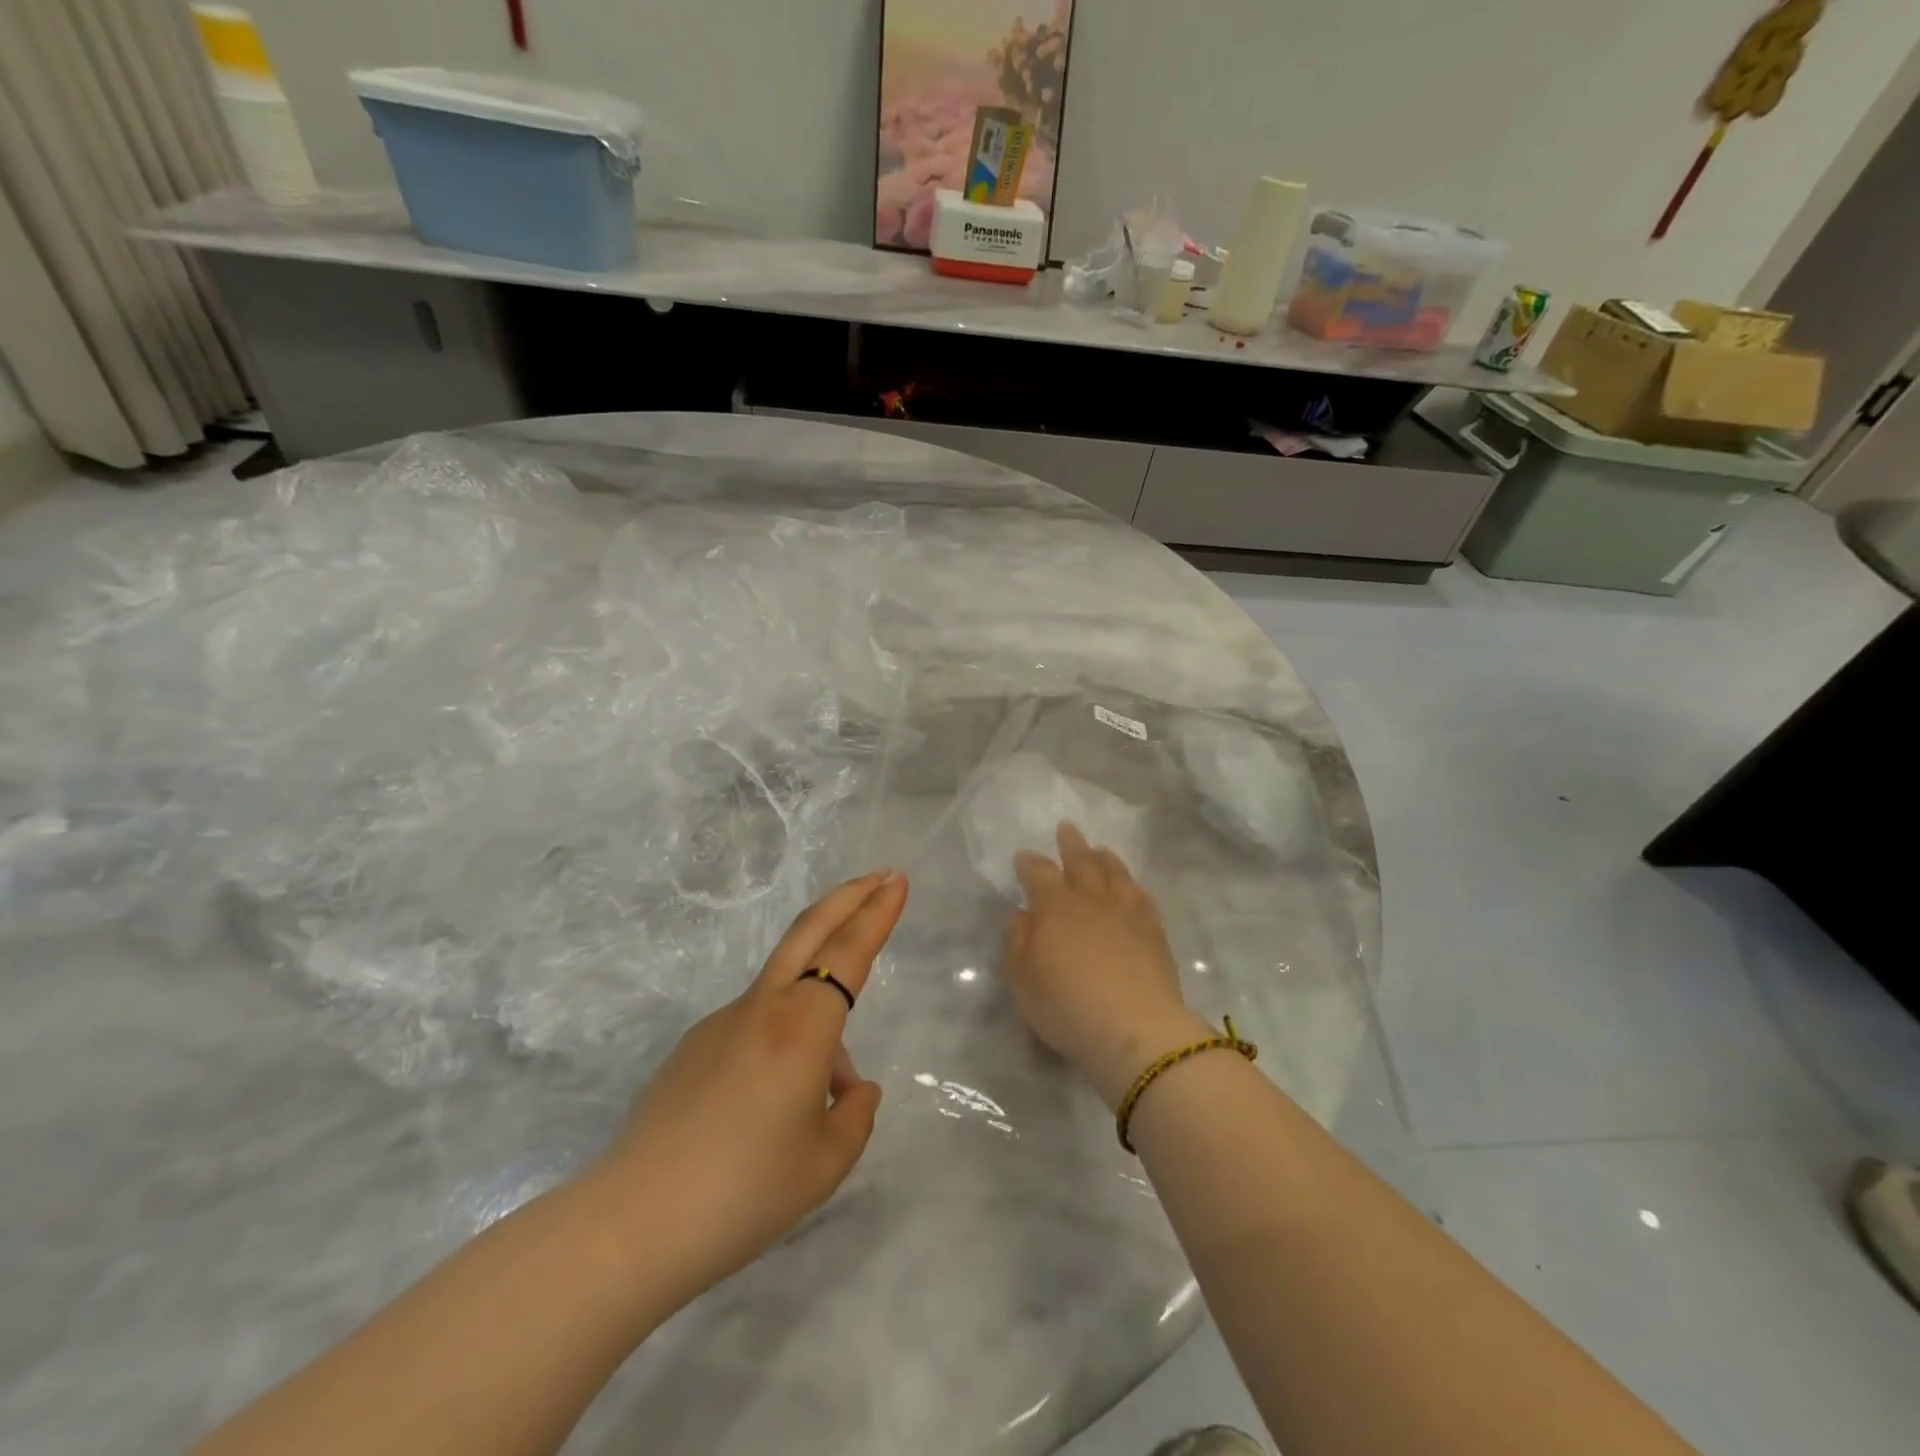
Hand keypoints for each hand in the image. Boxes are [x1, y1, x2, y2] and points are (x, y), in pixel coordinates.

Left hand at [589, 869, 908, 1310]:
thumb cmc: (743, 1192)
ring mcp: (722, 1022)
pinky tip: (771, 1109)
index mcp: (802, 1028)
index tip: (898, 881)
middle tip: (880, 877)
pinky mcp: (694, 1047)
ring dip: (820, 1006)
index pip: (849, 952)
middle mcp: (763, 1009)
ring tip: (824, 1101)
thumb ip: (854, 1116)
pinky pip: (756, 1026)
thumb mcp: (825, 1164)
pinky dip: (784, 1041)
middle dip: (849, 897)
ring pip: (786, 990)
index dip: (877, 913)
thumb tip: (852, 1088)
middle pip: (809, 930)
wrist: (632, 1223)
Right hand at [1004, 824, 1211, 1108]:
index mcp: (1055, 907)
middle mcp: (1091, 900)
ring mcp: (1126, 912)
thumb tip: (1022, 914)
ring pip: (1115, 873)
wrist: (1135, 1029)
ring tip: (1100, 849)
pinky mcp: (1154, 930)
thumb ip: (1017, 942)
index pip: (1039, 873)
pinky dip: (1133, 886)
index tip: (1023, 856)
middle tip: (1067, 828)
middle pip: (1081, 862)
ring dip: (1105, 858)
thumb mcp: (1023, 981)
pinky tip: (1132, 887)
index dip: (1029, 863)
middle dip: (1071, 844)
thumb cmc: (1067, 1006)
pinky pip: (1142, 897)